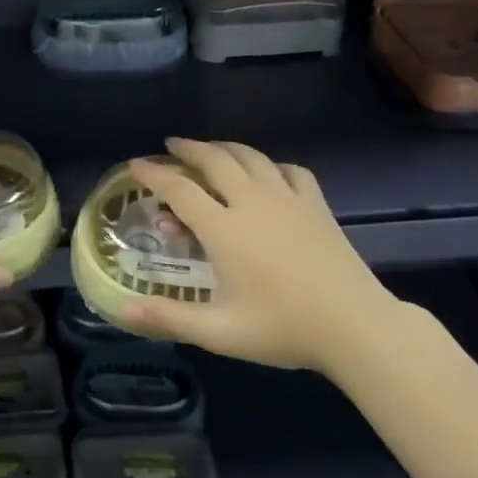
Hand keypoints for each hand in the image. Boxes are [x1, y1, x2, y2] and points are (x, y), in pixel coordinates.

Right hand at [121, 138, 403, 370]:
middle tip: (171, 146)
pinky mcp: (316, 205)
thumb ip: (168, 317)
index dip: (153, 174)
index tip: (135, 165)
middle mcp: (252, 203)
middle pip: (215, 160)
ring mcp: (288, 199)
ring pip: (251, 157)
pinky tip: (268, 172)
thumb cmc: (281, 328)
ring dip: (226, 148)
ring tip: (212, 149)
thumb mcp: (218, 331)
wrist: (355, 325)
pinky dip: (271, 165)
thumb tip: (122, 309)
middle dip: (188, 149)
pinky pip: (289, 170)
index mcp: (223, 229)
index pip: (179, 189)